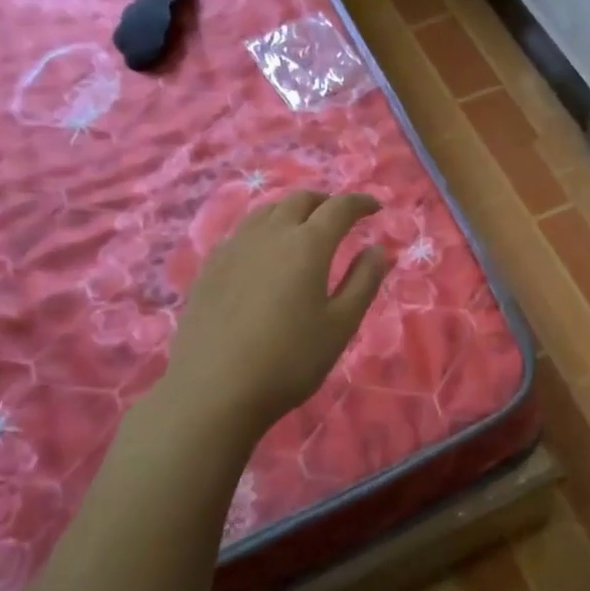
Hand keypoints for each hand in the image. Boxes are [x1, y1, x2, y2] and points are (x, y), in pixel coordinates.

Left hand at [163, 191, 389, 435]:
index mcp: (307, 245)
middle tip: (340, 217)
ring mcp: (234, 248)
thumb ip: (364, 281)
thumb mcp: (341, 324)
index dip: (360, 203)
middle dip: (325, 202)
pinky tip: (265, 253)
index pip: (339, 208)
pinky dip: (264, 229)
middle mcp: (270, 235)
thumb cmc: (290, 360)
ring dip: (292, 211)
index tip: (375, 208)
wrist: (214, 390)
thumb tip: (379, 250)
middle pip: (299, 200)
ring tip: (303, 228)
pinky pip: (242, 232)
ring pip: (266, 211)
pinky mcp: (210, 268)